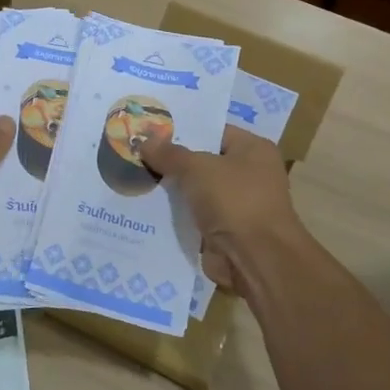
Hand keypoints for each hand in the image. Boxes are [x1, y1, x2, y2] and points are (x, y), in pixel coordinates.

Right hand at [138, 126, 305, 289]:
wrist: (256, 259)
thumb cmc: (234, 200)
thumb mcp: (197, 168)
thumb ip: (170, 154)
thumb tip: (145, 141)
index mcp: (253, 149)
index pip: (214, 132)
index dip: (183, 130)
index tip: (151, 130)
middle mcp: (250, 174)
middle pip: (203, 162)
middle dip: (172, 161)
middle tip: (136, 153)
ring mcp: (238, 205)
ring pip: (196, 191)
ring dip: (171, 190)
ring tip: (134, 177)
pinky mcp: (225, 231)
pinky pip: (194, 216)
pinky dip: (176, 215)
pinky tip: (145, 208)